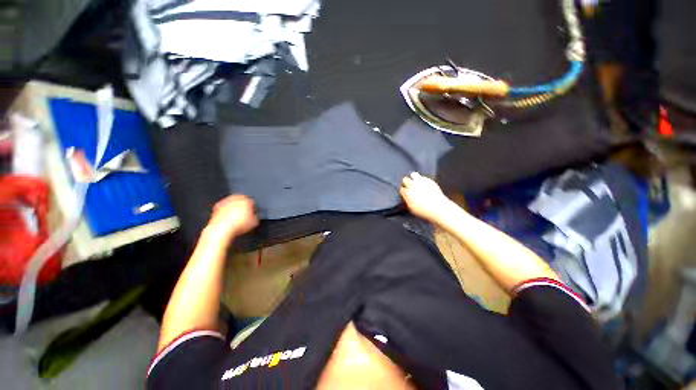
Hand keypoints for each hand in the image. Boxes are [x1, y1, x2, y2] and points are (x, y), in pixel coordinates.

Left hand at [206, 194, 258, 239]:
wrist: (222, 229)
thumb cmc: (237, 225)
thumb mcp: (254, 222)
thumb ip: (256, 216)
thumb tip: (256, 216)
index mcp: (246, 201)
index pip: (252, 201)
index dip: (253, 207)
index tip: (253, 211)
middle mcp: (236, 199)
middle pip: (242, 200)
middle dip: (243, 205)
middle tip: (245, 212)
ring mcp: (226, 201)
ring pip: (232, 202)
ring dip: (234, 207)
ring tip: (236, 215)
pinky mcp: (217, 206)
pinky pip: (224, 207)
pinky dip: (226, 211)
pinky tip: (228, 217)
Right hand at [400, 172, 452, 222]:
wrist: (438, 208)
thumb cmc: (424, 210)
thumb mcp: (412, 208)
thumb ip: (407, 200)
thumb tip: (406, 196)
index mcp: (408, 193)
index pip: (401, 189)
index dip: (403, 191)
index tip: (404, 192)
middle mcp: (413, 186)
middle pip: (405, 179)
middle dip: (406, 182)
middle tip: (408, 186)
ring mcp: (421, 182)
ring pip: (413, 174)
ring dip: (413, 178)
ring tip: (415, 182)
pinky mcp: (429, 180)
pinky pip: (423, 177)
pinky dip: (422, 179)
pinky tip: (424, 184)